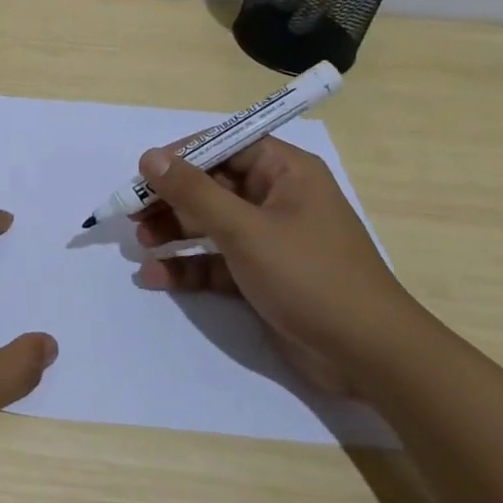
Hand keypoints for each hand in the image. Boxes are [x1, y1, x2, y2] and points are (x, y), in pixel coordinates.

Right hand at [133, 136, 417, 393]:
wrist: (369, 357)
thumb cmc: (310, 277)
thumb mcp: (246, 230)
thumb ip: (194, 192)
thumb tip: (150, 157)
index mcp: (285, 173)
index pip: (226, 145)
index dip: (183, 155)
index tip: (145, 172)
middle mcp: (277, 199)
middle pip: (211, 185)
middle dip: (171, 199)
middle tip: (132, 213)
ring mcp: (269, 239)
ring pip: (209, 224)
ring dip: (173, 231)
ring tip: (141, 243)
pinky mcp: (261, 276)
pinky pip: (215, 261)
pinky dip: (187, 266)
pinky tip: (156, 276)